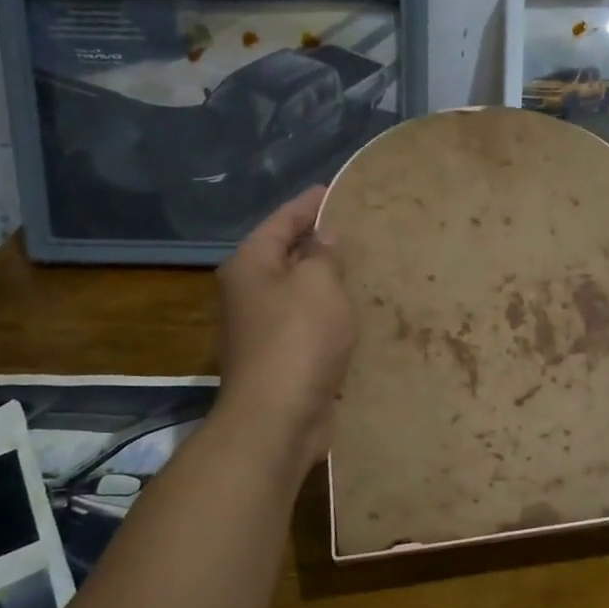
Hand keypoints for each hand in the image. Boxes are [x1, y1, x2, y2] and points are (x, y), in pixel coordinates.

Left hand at [215, 186, 356, 473]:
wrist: (278, 418)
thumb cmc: (298, 339)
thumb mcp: (318, 284)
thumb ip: (323, 255)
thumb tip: (323, 240)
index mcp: (250, 265)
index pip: (281, 221)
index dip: (308, 204)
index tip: (334, 190)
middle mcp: (248, 292)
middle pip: (284, 254)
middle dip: (316, 241)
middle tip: (354, 228)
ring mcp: (260, 328)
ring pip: (297, 291)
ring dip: (323, 280)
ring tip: (359, 266)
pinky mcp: (279, 358)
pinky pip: (306, 322)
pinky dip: (326, 313)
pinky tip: (352, 312)